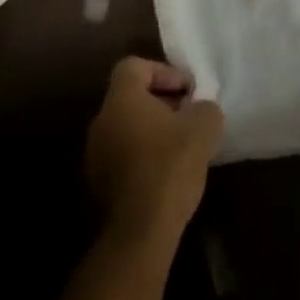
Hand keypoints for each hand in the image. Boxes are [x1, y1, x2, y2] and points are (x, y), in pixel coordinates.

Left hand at [85, 57, 223, 245]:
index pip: (134, 66)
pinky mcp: (97, 184)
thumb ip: (205, 108)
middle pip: (130, 97)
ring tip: (180, 148)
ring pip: (126, 128)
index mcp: (121, 99)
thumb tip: (201, 108)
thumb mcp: (203, 129)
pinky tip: (165, 174)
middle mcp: (101, 121)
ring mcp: (94, 154)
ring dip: (152, 131)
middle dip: (162, 102)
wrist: (138, 234)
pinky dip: (142, 155)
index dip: (164, 72)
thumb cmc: (169, 168)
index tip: (188, 91)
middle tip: (189, 117)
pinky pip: (122, 155)